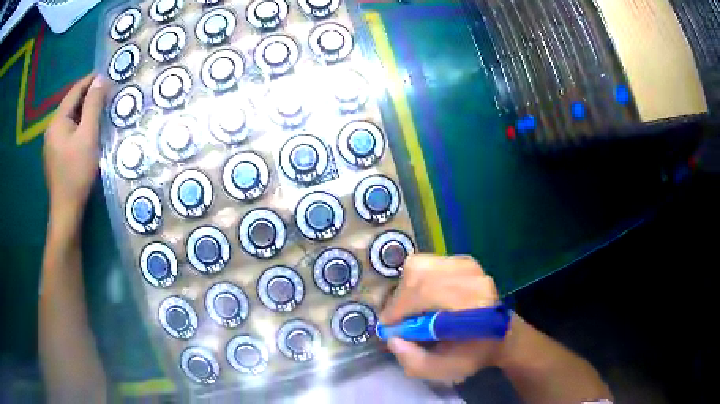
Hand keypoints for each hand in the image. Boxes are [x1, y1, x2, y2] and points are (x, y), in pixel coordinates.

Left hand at [44, 73, 108, 223]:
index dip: (90, 80)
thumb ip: (93, 106)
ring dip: (83, 111)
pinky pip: (67, 132)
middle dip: (87, 95)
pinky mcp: (54, 156)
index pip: (74, 92)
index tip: (106, 74)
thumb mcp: (88, 136)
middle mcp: (51, 129)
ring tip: (98, 109)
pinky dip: (78, 125)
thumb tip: (100, 79)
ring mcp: (51, 144)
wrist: (66, 211)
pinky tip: (86, 131)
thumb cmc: (77, 172)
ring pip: (69, 119)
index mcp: (57, 121)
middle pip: (70, 105)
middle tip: (105, 92)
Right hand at [380, 254, 504, 384]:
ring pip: (421, 266)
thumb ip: (414, 361)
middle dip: (400, 298)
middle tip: (396, 318)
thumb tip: (392, 338)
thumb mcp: (443, 370)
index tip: (389, 326)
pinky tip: (421, 296)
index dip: (401, 308)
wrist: (500, 334)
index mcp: (474, 306)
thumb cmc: (472, 354)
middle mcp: (473, 279)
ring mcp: (469, 265)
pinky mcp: (463, 260)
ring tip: (408, 308)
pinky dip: (415, 279)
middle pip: (420, 275)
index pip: (429, 294)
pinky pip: (427, 263)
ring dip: (406, 288)